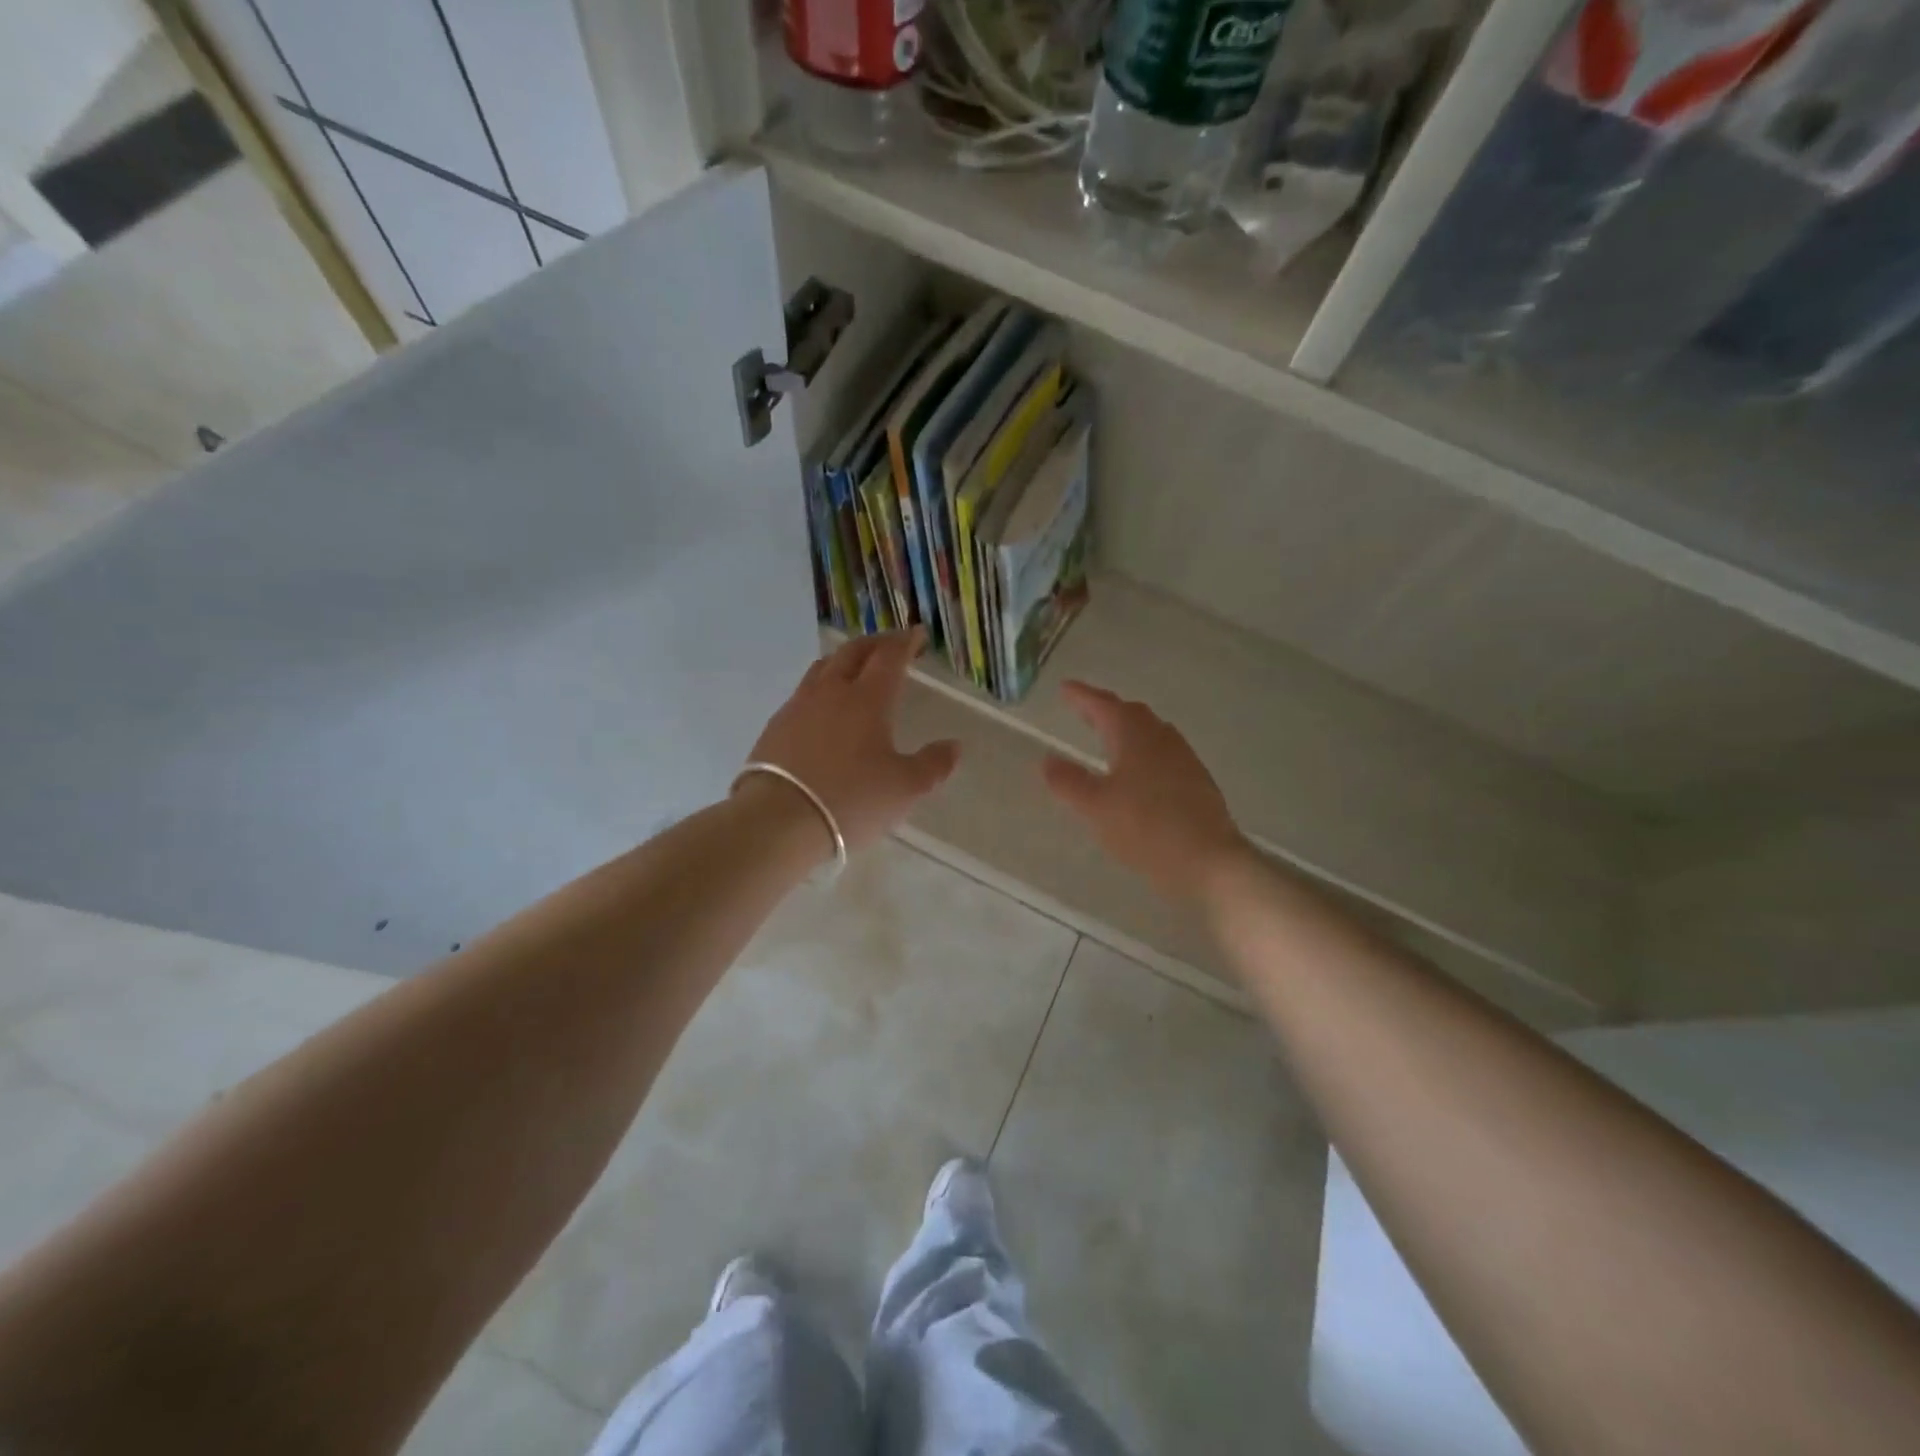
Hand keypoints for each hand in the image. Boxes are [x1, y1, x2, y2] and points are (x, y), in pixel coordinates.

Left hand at [740, 629, 959, 854]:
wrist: (778, 820)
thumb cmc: (851, 800)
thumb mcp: (904, 789)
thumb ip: (933, 765)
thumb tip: (954, 746)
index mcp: (868, 699)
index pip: (890, 657)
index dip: (906, 642)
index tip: (919, 635)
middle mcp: (832, 692)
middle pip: (853, 652)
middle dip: (876, 643)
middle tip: (891, 644)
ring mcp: (798, 706)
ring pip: (823, 667)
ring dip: (844, 659)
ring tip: (855, 666)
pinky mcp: (776, 726)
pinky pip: (803, 692)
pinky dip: (821, 686)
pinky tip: (823, 706)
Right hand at [1041, 680, 1246, 902]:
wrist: (1209, 860)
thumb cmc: (1145, 828)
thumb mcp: (1095, 807)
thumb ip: (1069, 781)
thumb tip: (1047, 759)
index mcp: (1134, 736)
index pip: (1103, 706)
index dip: (1082, 696)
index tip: (1065, 688)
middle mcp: (1161, 739)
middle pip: (1131, 714)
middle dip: (1106, 709)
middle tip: (1084, 710)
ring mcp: (1184, 759)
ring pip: (1151, 733)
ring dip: (1128, 729)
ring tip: (1109, 737)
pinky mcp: (1197, 782)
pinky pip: (1164, 754)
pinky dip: (1144, 752)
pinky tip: (1139, 772)